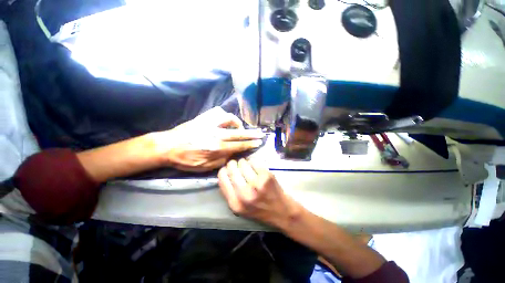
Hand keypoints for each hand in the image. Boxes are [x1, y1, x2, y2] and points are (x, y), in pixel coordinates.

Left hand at [155, 107, 264, 171]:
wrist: (167, 146)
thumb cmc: (185, 159)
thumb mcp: (204, 167)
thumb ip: (221, 161)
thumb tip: (233, 154)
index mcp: (216, 147)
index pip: (238, 145)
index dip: (250, 144)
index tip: (258, 143)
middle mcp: (215, 134)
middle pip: (238, 133)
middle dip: (251, 134)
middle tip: (260, 133)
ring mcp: (209, 123)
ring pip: (230, 119)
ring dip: (238, 123)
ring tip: (240, 127)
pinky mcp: (203, 118)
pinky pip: (219, 112)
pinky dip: (226, 116)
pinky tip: (227, 120)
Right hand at [218, 159, 301, 227]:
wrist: (282, 212)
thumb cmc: (260, 209)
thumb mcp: (240, 207)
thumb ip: (230, 192)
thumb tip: (225, 171)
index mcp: (235, 203)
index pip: (222, 177)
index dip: (224, 170)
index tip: (229, 169)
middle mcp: (244, 194)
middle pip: (232, 168)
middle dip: (234, 164)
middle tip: (239, 165)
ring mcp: (256, 184)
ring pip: (243, 163)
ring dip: (244, 162)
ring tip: (249, 167)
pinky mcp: (266, 176)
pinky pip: (255, 161)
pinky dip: (254, 162)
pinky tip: (257, 167)